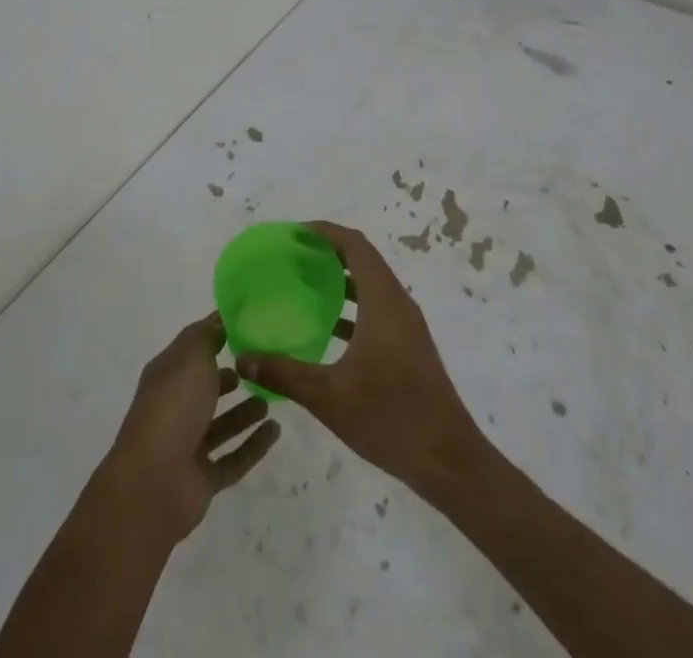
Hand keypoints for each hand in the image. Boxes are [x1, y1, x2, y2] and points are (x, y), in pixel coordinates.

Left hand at [102, 313, 280, 544]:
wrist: (153, 484)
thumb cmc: (172, 407)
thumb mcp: (191, 357)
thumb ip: (208, 336)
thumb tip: (221, 319)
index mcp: (168, 375)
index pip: (194, 347)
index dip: (217, 334)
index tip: (249, 323)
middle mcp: (176, 407)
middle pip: (206, 388)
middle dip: (230, 376)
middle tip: (262, 365)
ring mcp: (188, 446)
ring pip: (221, 424)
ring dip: (244, 412)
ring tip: (272, 397)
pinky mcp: (203, 479)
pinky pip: (234, 458)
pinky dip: (254, 445)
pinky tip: (276, 431)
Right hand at [236, 220, 483, 494]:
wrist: (448, 460)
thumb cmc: (390, 418)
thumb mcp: (329, 397)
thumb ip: (284, 374)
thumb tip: (243, 356)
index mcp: (383, 301)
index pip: (355, 245)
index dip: (326, 231)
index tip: (295, 232)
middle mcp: (397, 303)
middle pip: (363, 260)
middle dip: (329, 251)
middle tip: (292, 255)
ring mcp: (406, 325)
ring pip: (371, 285)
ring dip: (340, 279)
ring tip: (303, 285)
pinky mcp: (408, 346)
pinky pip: (376, 309)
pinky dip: (351, 306)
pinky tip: (326, 329)